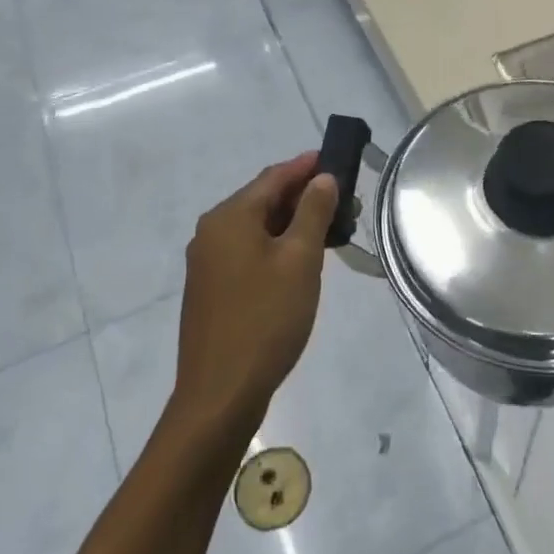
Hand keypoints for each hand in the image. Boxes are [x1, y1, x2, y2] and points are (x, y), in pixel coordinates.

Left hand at [173, 152, 338, 430]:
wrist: (220, 393)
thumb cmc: (266, 319)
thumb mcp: (300, 260)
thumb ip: (314, 212)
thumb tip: (322, 179)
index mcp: (230, 217)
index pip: (274, 176)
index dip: (307, 166)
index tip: (338, 160)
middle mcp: (212, 231)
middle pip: (263, 199)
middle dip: (305, 196)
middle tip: (346, 203)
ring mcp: (207, 261)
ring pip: (257, 227)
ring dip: (293, 223)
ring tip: (332, 231)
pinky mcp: (211, 288)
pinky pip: (248, 250)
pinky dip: (276, 245)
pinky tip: (301, 261)